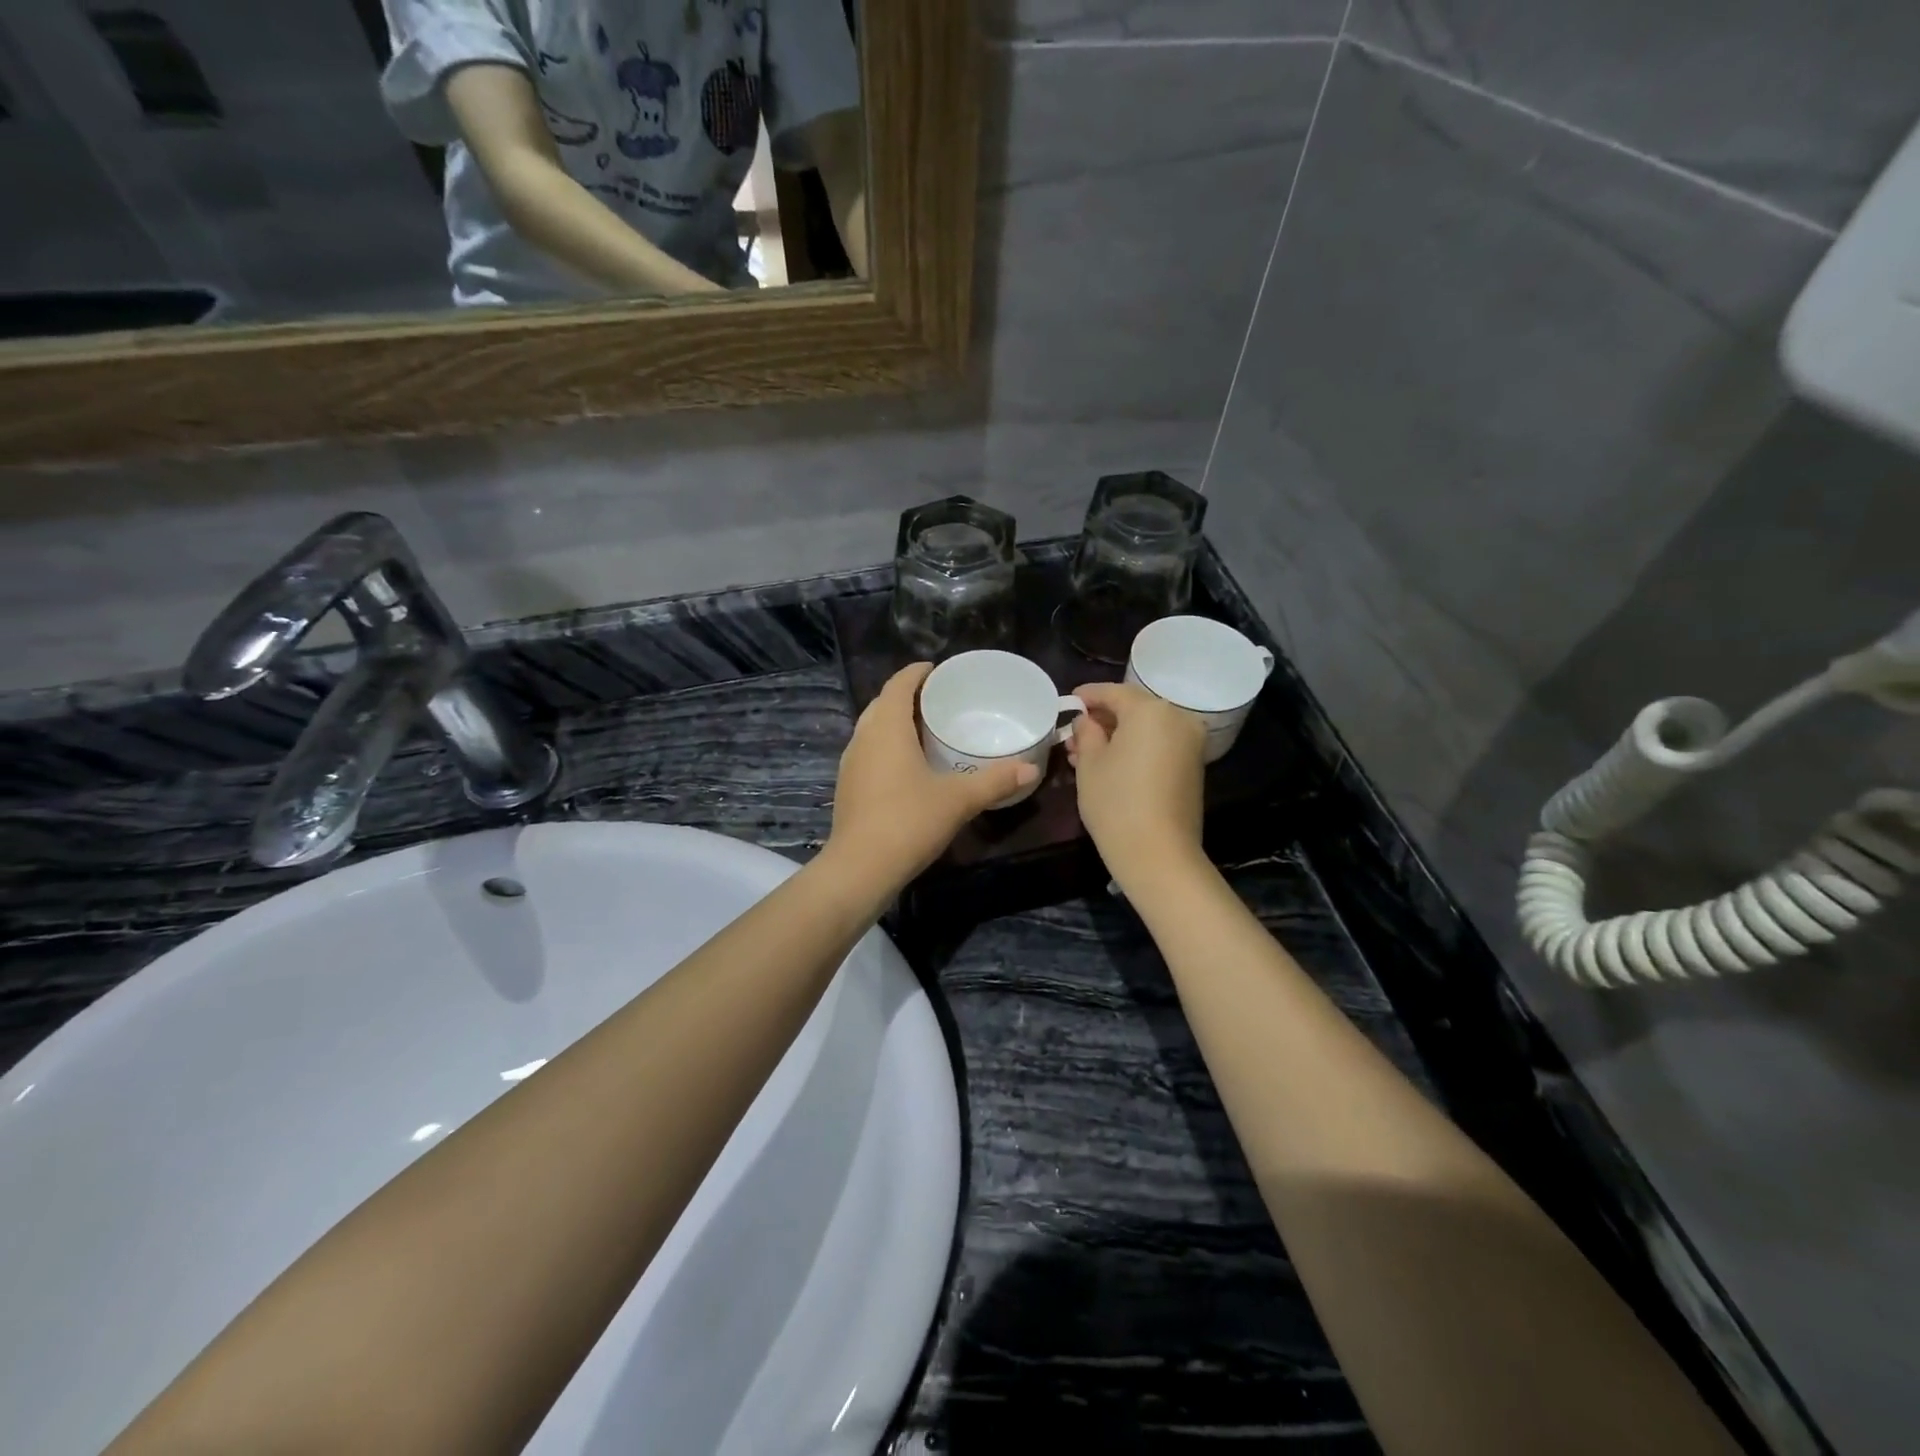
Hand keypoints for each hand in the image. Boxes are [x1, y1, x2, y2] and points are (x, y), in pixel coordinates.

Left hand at [824, 663, 1039, 888]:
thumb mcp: (958, 799)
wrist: (860, 867)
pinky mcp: (847, 786)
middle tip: (937, 700)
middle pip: (882, 704)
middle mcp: (863, 738)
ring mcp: (851, 763)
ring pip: (872, 729)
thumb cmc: (909, 821)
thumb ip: (995, 781)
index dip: (916, 673)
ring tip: (924, 729)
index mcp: (887, 728)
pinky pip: (869, 752)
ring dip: (894, 722)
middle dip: (906, 696)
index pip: (898, 685)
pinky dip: (887, 746)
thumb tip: (1030, 769)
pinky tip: (907, 766)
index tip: (936, 670)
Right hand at [1067, 681, 1208, 889]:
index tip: (1068, 701)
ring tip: (1084, 753)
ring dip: (1117, 736)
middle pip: (1133, 708)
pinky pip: (1158, 745)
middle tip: (1073, 734)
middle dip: (1102, 719)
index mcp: (1150, 710)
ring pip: (1146, 729)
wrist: (1158, 854)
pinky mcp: (1193, 766)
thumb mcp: (1090, 764)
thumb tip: (1086, 721)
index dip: (1087, 696)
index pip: (1113, 692)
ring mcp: (1190, 743)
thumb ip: (1086, 733)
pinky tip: (1109, 764)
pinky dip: (1135, 748)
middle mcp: (1177, 718)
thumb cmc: (1116, 802)